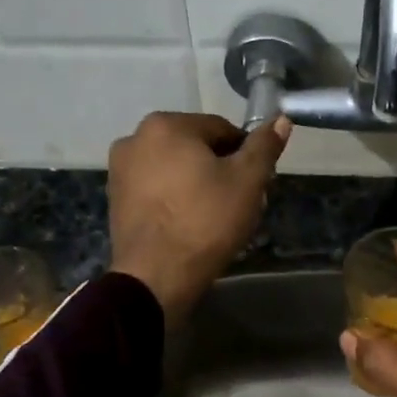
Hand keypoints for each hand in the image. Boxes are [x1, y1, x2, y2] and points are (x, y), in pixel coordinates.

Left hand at [107, 112, 290, 325]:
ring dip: (197, 184)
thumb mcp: (247, 181)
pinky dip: (175, 199)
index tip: (256, 184)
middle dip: (220, 170)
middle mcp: (135, 138)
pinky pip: (156, 189)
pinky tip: (189, 224)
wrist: (156, 276)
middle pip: (195, 148)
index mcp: (166, 124)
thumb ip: (264, 146)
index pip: (222, 130)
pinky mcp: (115, 199)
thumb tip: (281, 119)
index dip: (246, 156)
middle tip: (239, 203)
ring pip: (175, 169)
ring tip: (215, 217)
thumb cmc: (206, 221)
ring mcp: (119, 169)